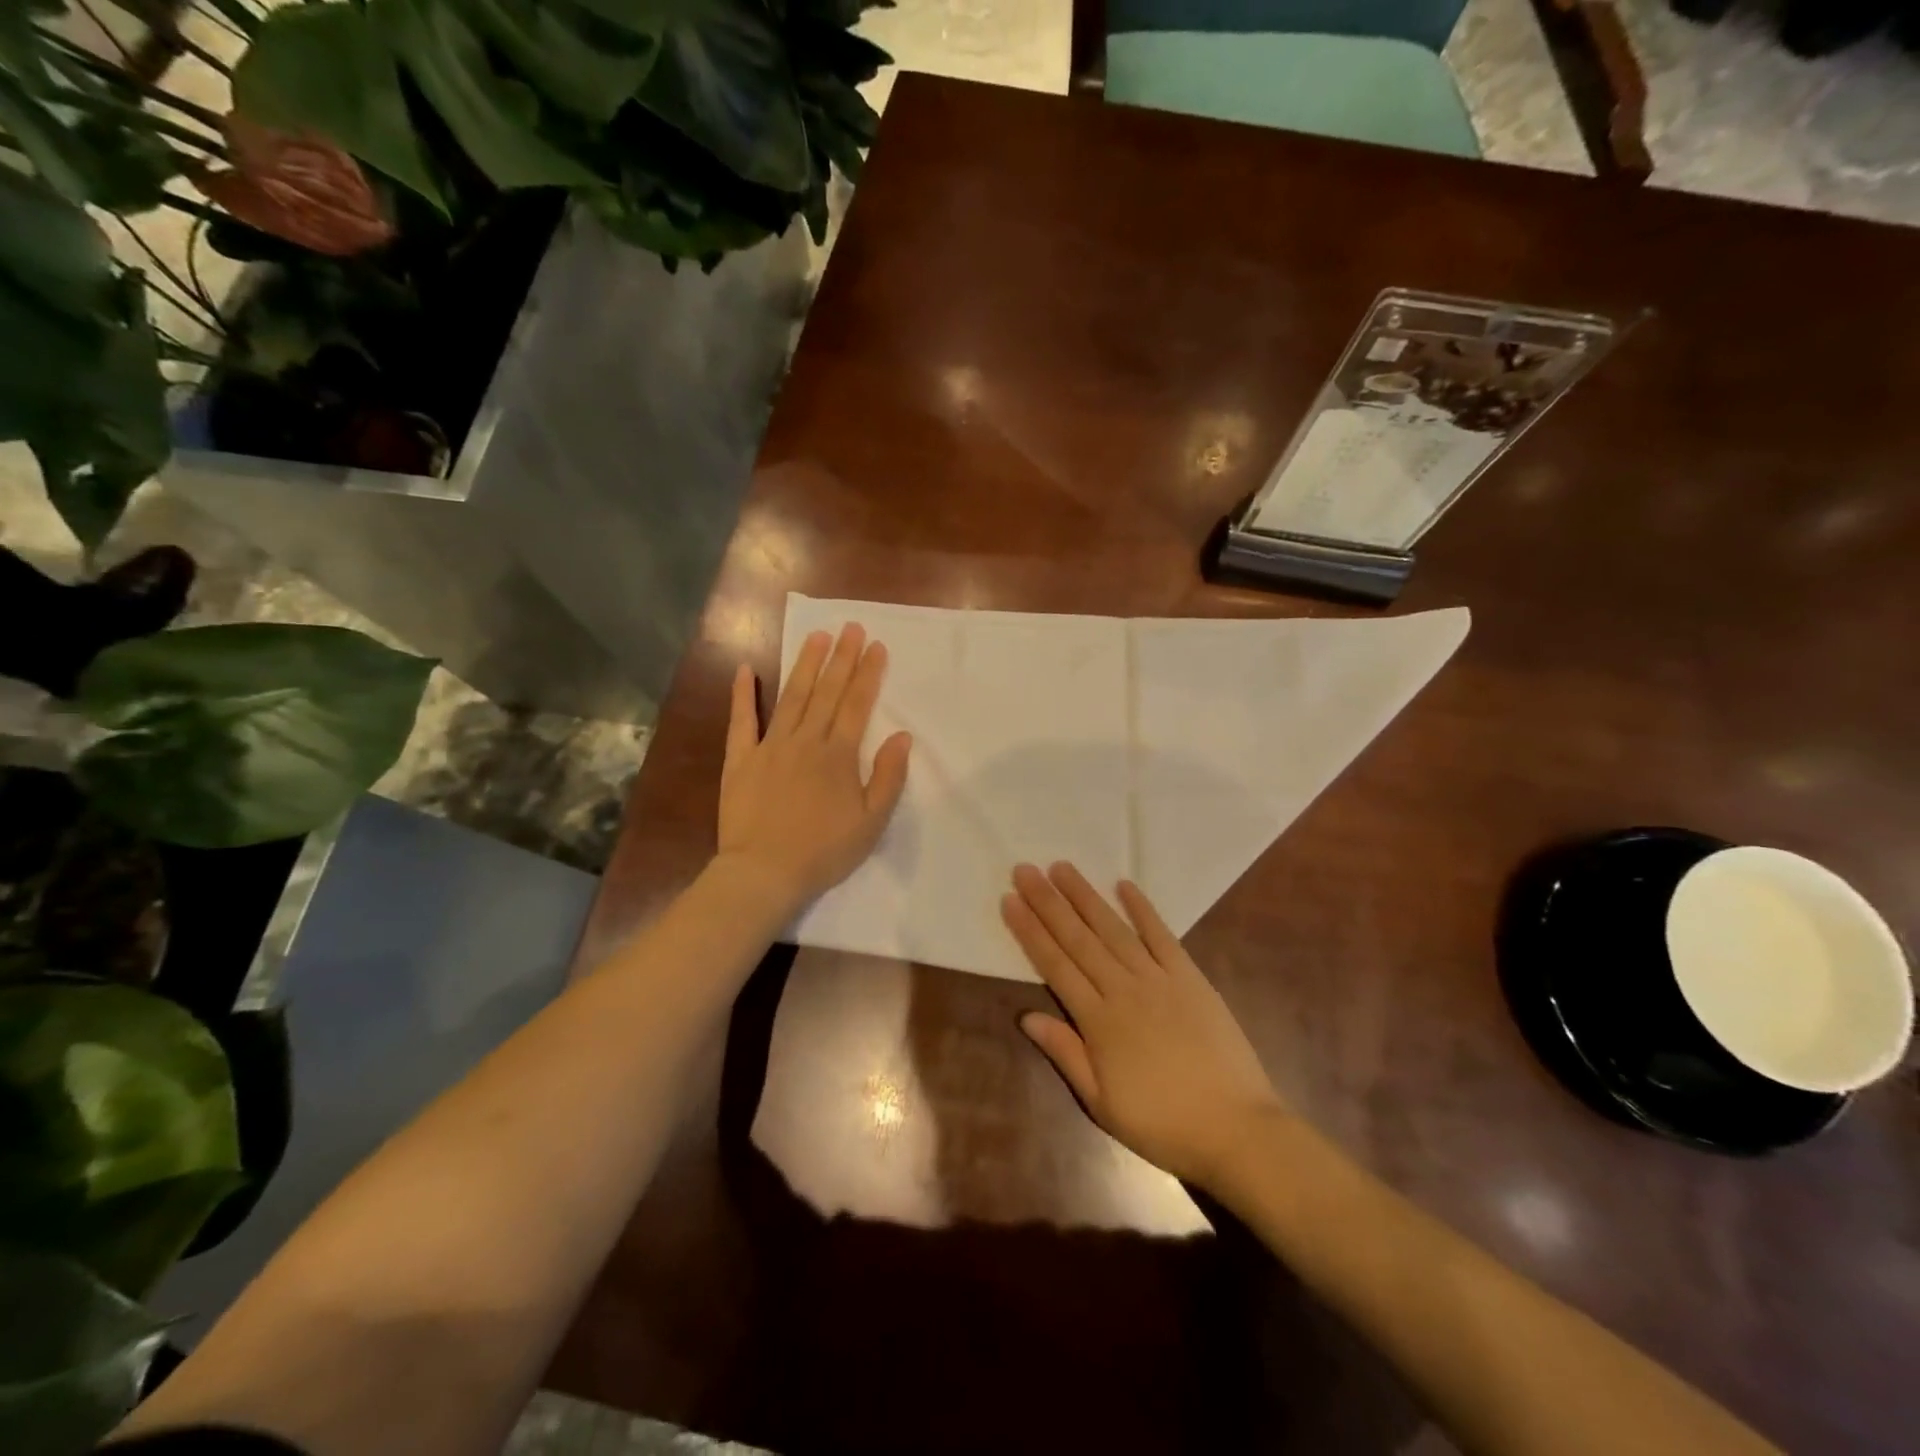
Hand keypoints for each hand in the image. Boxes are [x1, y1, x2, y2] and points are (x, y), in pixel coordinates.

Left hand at [717, 623, 911, 915]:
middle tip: (851, 627)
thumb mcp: (871, 821)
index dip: (868, 673)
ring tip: (817, 637)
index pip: (857, 704)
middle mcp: (806, 741)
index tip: (876, 646)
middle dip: (841, 658)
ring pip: (792, 697)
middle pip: (827, 692)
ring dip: (806, 665)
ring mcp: (770, 747)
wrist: (764, 872)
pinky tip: (745, 670)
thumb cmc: (824, 851)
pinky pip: (741, 721)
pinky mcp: (740, 760)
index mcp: (838, 755)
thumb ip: (888, 776)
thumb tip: (903, 736)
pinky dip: (742, 695)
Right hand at [1003, 862, 1286, 1188]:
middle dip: (1048, 902)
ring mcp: (1159, 979)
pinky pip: (1162, 936)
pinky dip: (1142, 909)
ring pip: (1114, 929)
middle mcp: (1124, 989)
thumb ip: (1065, 1053)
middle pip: (1078, 939)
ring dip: (1086, 896)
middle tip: (1025, 870)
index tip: (1009, 900)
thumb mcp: (1102, 1103)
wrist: (1236, 1130)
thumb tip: (1026, 1016)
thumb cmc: (1162, 1124)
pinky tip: (1124, 885)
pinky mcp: (1191, 977)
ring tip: (1062, 868)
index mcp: (1099, 1021)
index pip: (1055, 965)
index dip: (1030, 931)